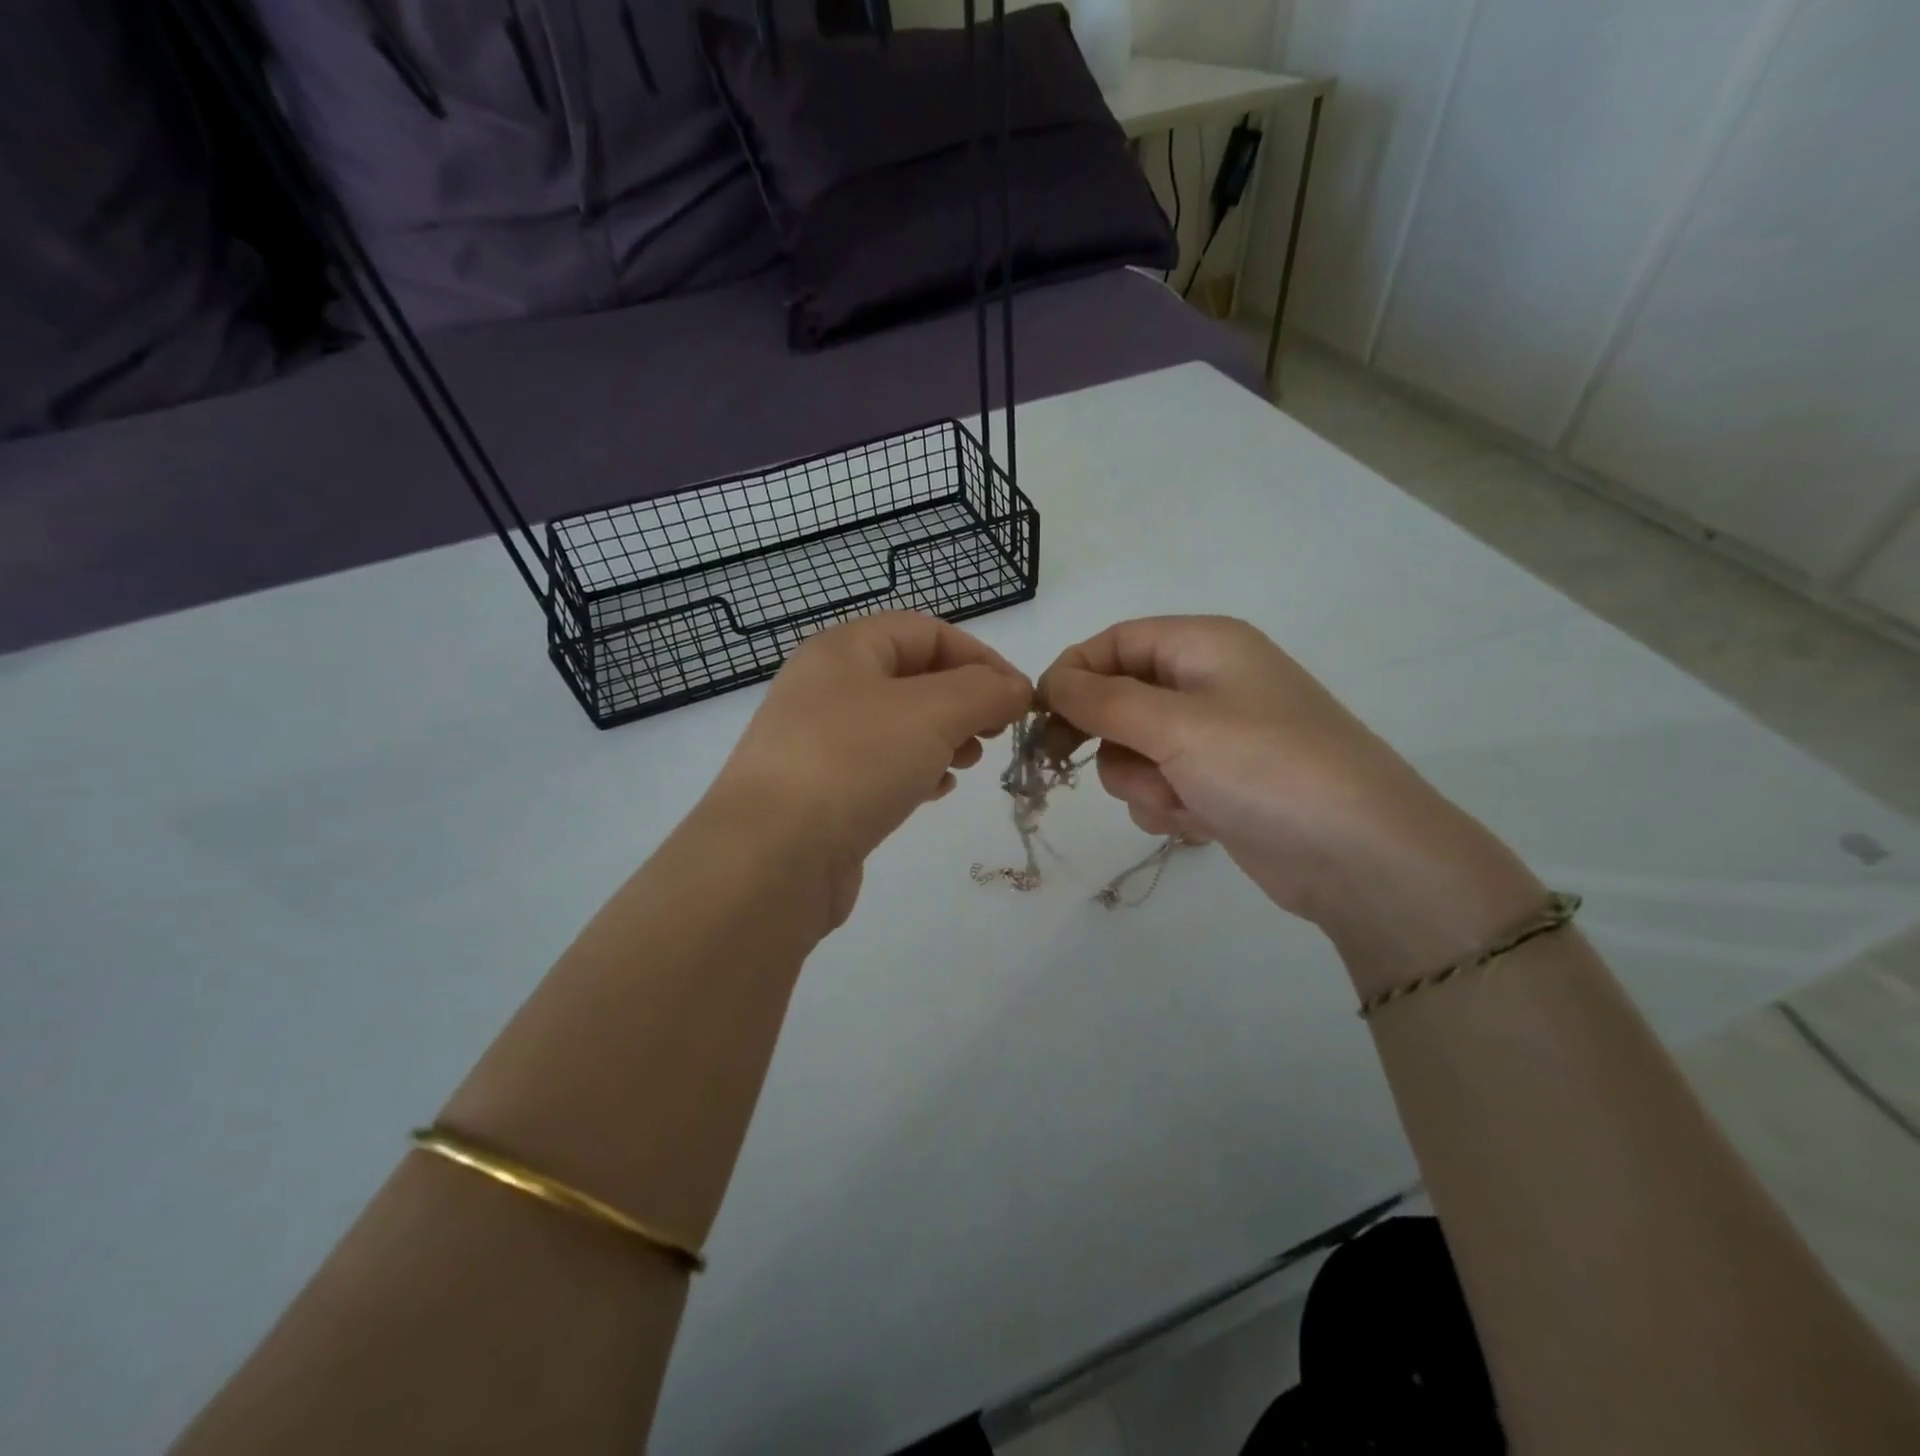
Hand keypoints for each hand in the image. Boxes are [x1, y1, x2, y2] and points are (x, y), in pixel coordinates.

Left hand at [710, 612, 1031, 927]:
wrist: (771, 858)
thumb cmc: (854, 763)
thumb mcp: (932, 712)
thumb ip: (984, 691)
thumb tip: (1016, 688)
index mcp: (844, 650)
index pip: (926, 631)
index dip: (979, 656)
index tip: (1018, 696)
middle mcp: (826, 687)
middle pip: (912, 677)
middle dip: (963, 699)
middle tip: (996, 732)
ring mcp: (818, 742)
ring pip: (897, 725)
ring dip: (943, 736)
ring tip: (969, 761)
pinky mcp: (820, 791)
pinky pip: (879, 766)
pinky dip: (915, 770)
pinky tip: (935, 792)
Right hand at [1037, 617, 1543, 993]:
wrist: (1359, 856)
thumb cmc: (1265, 768)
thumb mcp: (1174, 725)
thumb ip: (1102, 699)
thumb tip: (1050, 680)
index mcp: (1204, 645)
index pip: (1116, 641)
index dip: (1073, 673)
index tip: (1040, 716)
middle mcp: (1209, 684)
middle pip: (1119, 698)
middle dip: (1107, 738)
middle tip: (1069, 764)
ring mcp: (1216, 739)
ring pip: (1135, 751)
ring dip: (1142, 781)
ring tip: (1179, 799)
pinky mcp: (1221, 786)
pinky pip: (1162, 786)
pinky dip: (1169, 806)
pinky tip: (1201, 823)